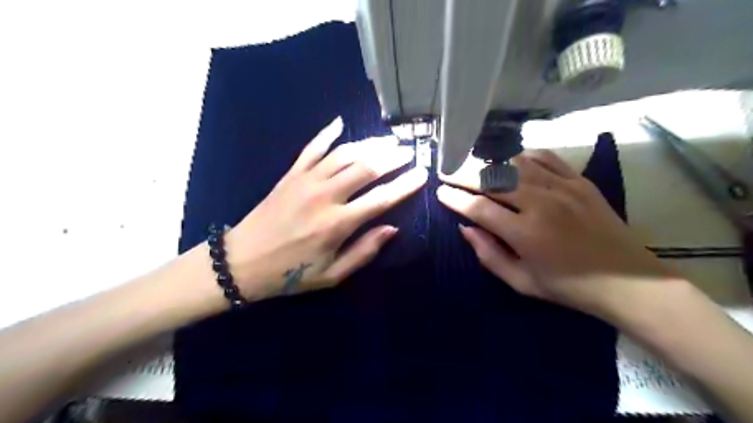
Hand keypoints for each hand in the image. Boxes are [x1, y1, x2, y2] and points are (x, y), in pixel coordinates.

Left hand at [222, 117, 425, 298]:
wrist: (241, 262)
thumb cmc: (290, 273)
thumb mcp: (331, 275)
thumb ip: (364, 251)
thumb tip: (392, 228)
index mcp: (337, 224)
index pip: (381, 198)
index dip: (405, 185)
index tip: (422, 174)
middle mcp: (325, 196)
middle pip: (366, 168)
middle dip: (392, 157)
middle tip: (409, 151)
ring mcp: (306, 181)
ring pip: (344, 154)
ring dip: (368, 144)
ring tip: (388, 140)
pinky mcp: (290, 174)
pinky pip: (311, 148)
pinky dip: (326, 134)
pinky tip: (339, 122)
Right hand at [435, 149, 669, 317]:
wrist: (628, 281)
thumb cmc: (569, 287)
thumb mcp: (521, 282)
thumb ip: (488, 254)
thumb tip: (465, 228)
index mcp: (525, 233)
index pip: (478, 208)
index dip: (455, 199)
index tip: (440, 192)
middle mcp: (541, 203)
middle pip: (492, 180)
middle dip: (464, 174)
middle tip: (447, 172)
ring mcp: (563, 188)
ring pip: (515, 164)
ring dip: (489, 164)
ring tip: (474, 165)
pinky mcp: (579, 181)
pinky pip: (545, 158)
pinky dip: (522, 157)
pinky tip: (511, 161)